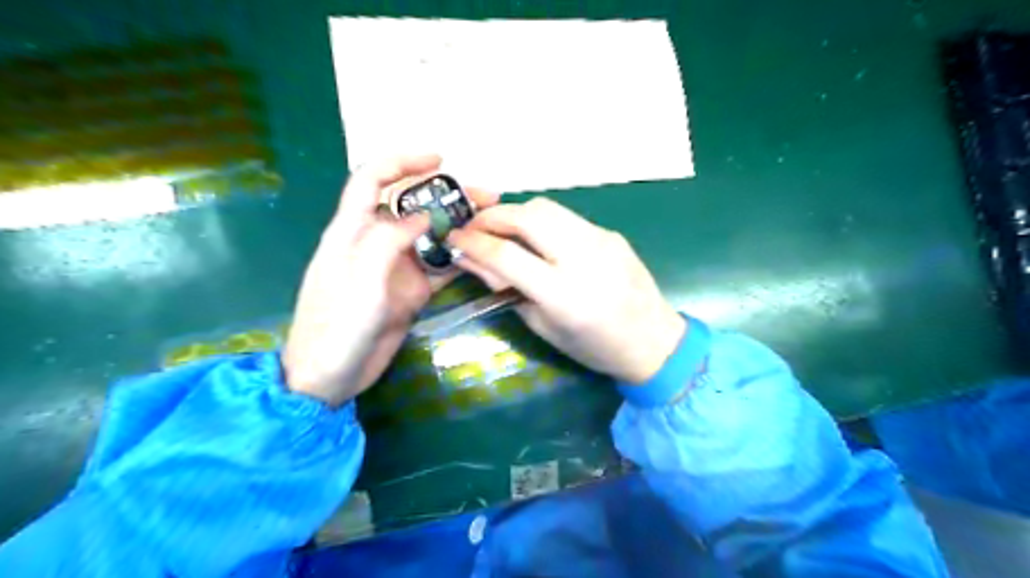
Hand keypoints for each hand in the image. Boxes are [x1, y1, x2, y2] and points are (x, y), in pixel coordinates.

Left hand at [285, 154, 498, 406]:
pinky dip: (458, 258)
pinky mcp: (410, 291)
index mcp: (351, 232)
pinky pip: (438, 267)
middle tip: (485, 197)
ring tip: (492, 222)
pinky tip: (482, 254)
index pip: (372, 181)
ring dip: (458, 226)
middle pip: (411, 206)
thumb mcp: (358, 281)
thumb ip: (387, 242)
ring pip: (430, 236)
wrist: (330, 378)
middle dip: (445, 195)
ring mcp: (395, 268)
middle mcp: (375, 243)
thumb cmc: (336, 328)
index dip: (401, 162)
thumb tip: (420, 216)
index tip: (439, 161)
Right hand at [450, 195, 681, 382]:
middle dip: (492, 216)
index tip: (452, 238)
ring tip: (501, 230)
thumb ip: (507, 290)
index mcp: (563, 295)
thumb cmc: (594, 347)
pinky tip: (538, 239)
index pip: (506, 254)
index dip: (472, 242)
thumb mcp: (544, 327)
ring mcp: (601, 240)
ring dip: (515, 214)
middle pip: (527, 216)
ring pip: (547, 207)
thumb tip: (473, 259)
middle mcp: (583, 258)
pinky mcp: (610, 233)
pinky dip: (542, 222)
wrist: (654, 340)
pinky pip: (567, 218)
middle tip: (474, 227)